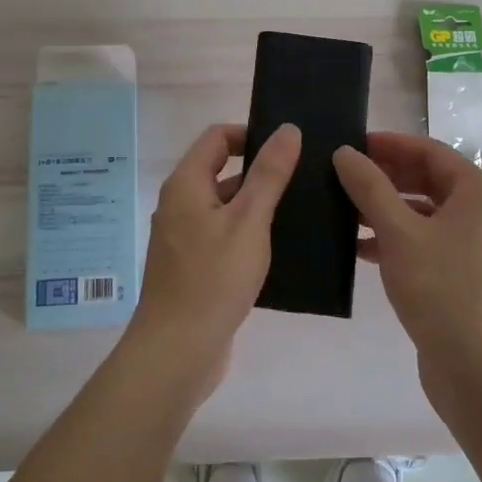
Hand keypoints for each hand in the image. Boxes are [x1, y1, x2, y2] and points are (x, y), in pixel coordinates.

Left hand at [124, 122, 301, 402]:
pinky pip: (224, 237)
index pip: (217, 137)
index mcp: (186, 185)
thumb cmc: (213, 278)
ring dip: (258, 206)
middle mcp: (180, 205)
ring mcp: (185, 238)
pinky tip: (281, 249)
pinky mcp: (194, 268)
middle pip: (222, 171)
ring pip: (226, 208)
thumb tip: (287, 129)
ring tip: (301, 212)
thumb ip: (269, 174)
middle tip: (304, 179)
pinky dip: (249, 235)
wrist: (177, 352)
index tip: (287, 149)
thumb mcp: (249, 221)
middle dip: (261, 172)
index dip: (250, 134)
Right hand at [333, 133, 481, 404]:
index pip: (430, 152)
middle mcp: (480, 213)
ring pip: (422, 213)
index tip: (352, 144)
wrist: (478, 371)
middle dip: (385, 177)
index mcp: (477, 193)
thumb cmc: (442, 291)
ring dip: (385, 209)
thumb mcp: (399, 234)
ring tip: (342, 210)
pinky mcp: (460, 275)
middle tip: (343, 175)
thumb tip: (344, 152)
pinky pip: (424, 242)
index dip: (390, 144)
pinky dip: (394, 239)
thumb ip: (370, 188)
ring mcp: (472, 246)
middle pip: (427, 180)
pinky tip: (358, 248)